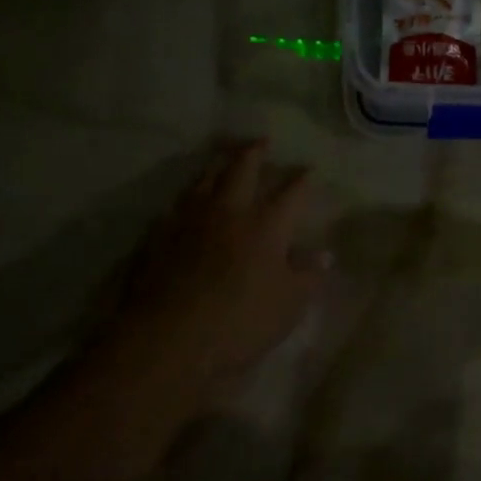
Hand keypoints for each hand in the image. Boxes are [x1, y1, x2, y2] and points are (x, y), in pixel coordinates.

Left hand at [72, 140, 326, 473]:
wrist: (168, 338)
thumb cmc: (240, 322)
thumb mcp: (289, 305)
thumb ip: (308, 275)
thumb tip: (323, 254)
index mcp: (267, 224)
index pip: (292, 191)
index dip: (303, 179)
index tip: (309, 168)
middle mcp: (228, 211)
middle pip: (242, 169)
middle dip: (254, 152)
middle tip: (261, 141)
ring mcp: (189, 220)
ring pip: (204, 180)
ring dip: (217, 167)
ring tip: (223, 162)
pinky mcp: (157, 236)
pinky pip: (174, 206)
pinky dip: (186, 199)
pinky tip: (185, 204)